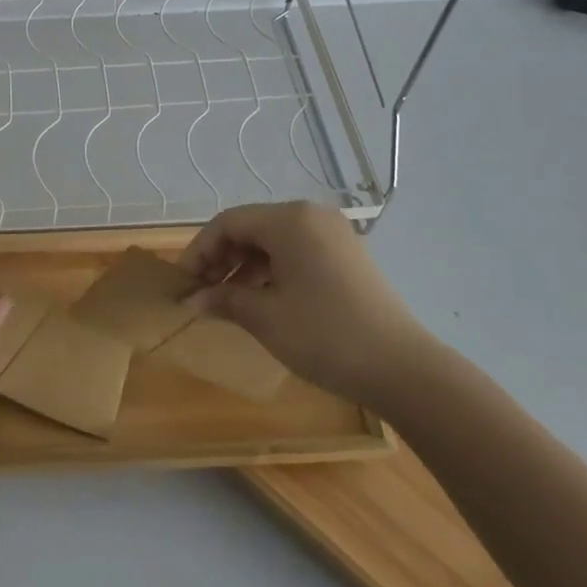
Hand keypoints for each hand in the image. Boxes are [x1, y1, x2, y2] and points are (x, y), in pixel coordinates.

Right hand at [182, 200, 428, 406]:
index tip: (183, 284)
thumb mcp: (265, 317)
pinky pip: (297, 251)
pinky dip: (273, 270)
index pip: (228, 223)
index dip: (199, 251)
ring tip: (230, 300)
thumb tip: (191, 300)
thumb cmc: (324, 335)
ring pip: (273, 240)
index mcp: (289, 220)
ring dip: (245, 266)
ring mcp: (334, 235)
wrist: (403, 370)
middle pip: (251, 228)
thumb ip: (223, 299)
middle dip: (221, 258)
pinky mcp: (348, 256)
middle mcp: (312, 216)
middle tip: (203, 293)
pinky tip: (263, 299)